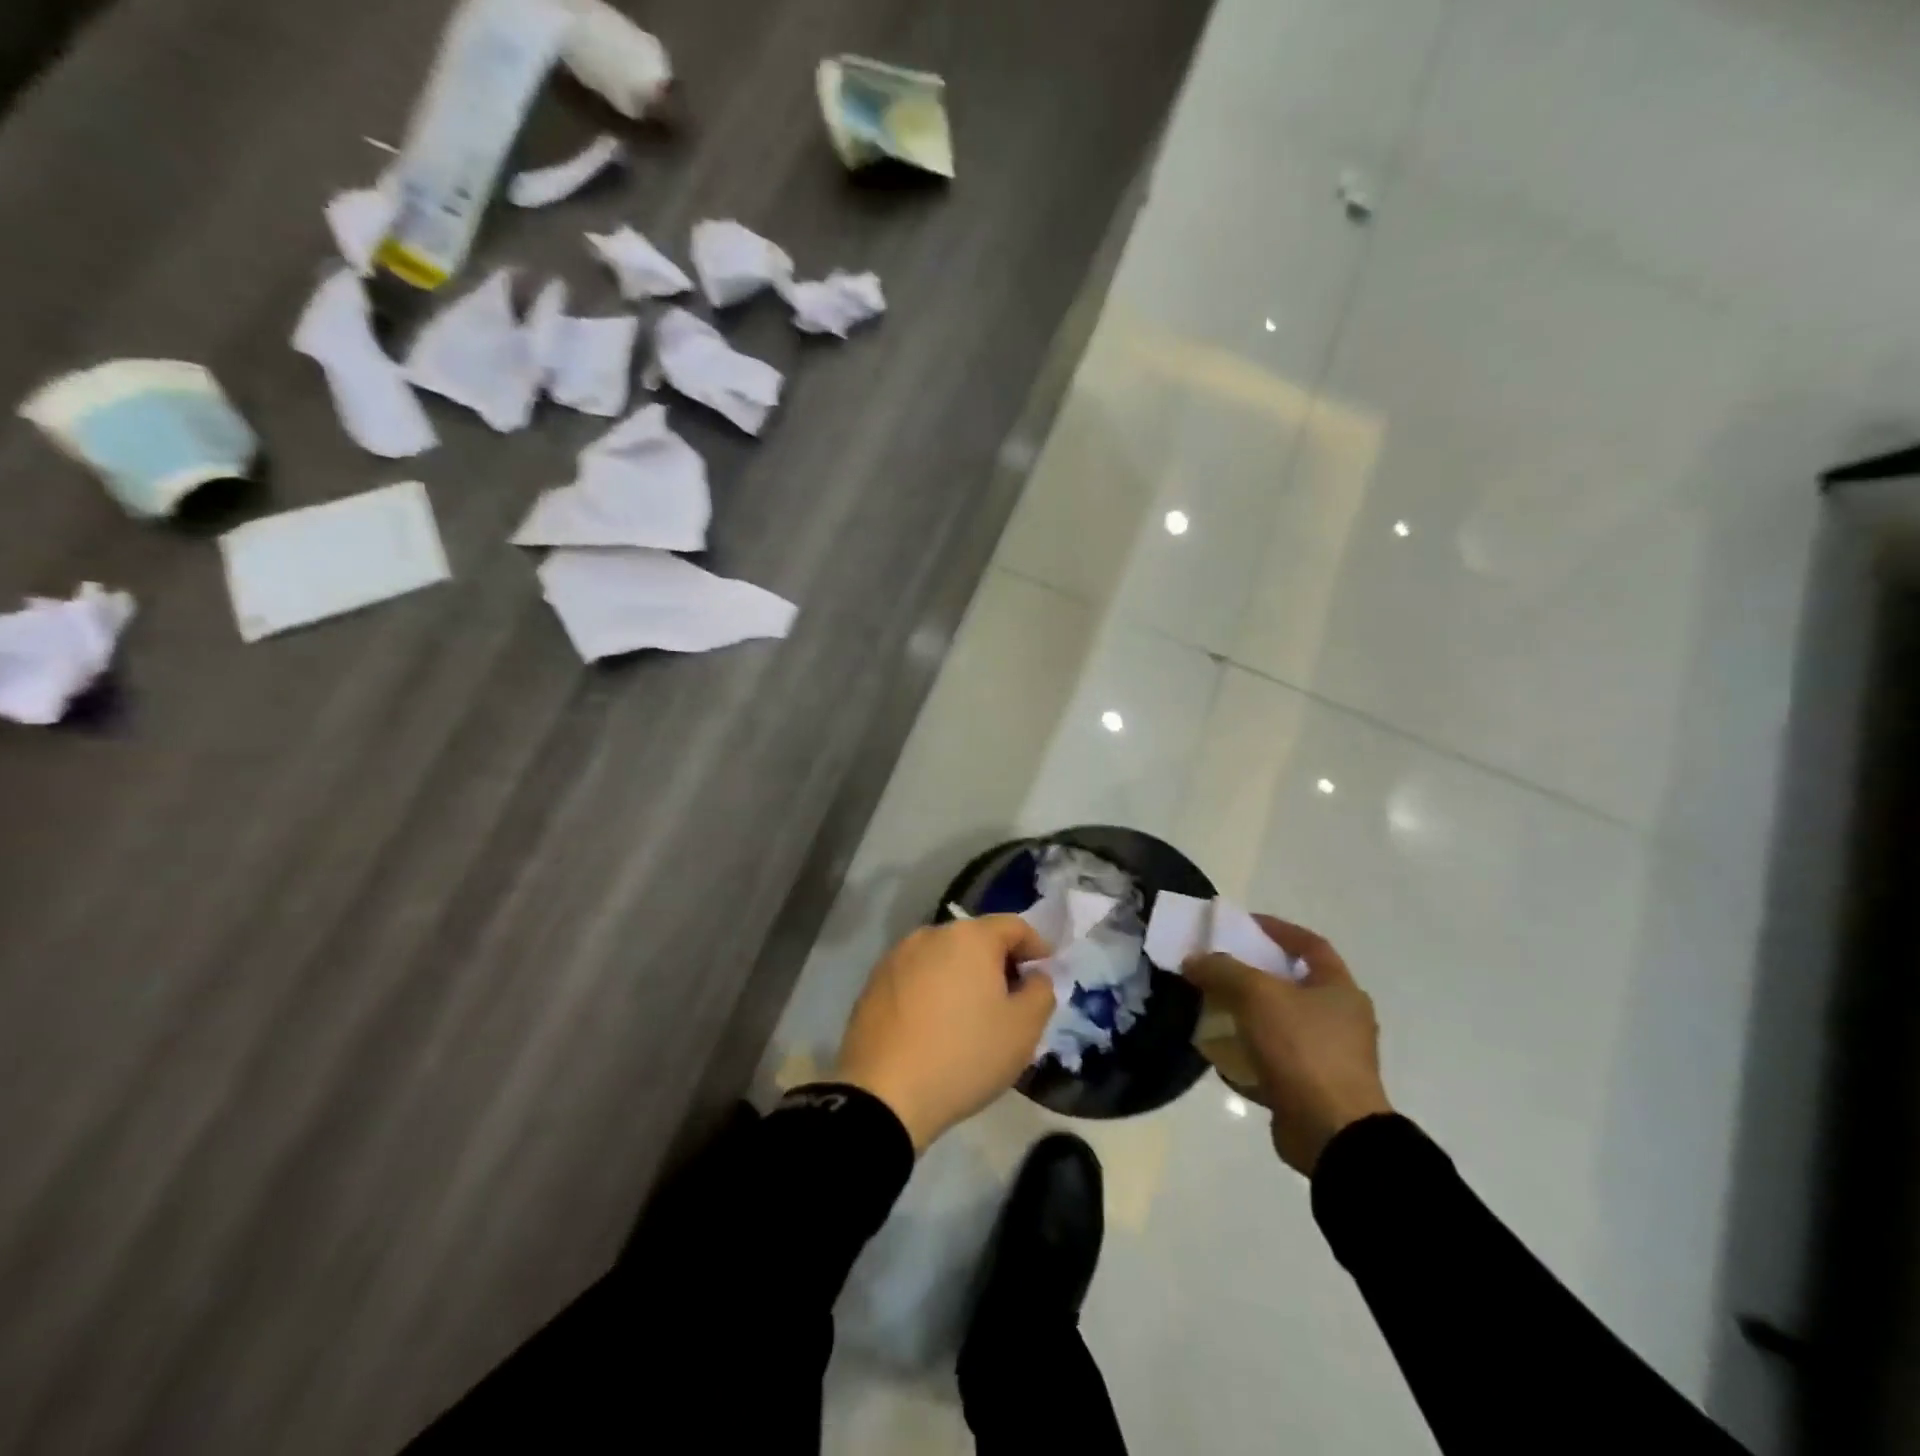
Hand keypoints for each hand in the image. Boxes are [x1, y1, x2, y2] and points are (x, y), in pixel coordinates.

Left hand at [834, 916, 1055, 1151]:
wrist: (883, 1095)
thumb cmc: (964, 1055)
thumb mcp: (1024, 1029)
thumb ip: (1041, 991)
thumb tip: (1034, 976)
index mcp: (970, 936)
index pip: (1014, 926)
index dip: (1036, 947)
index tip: (1045, 974)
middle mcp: (930, 934)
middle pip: (976, 939)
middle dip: (999, 963)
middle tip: (1012, 1000)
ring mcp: (896, 957)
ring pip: (943, 958)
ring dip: (962, 976)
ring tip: (971, 1015)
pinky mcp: (873, 983)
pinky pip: (916, 977)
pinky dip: (933, 991)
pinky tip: (934, 1025)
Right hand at [1185, 917, 1391, 1175]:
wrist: (1332, 1134)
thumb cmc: (1302, 1049)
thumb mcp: (1257, 995)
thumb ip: (1222, 970)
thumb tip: (1193, 960)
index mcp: (1339, 990)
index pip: (1309, 945)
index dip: (1276, 929)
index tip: (1242, 924)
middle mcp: (1339, 1020)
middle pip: (1290, 985)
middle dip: (1251, 975)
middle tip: (1217, 967)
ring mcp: (1326, 1057)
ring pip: (1278, 1024)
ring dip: (1245, 1016)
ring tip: (1209, 1008)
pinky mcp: (1309, 1089)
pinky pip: (1271, 1062)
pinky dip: (1245, 1055)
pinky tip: (1217, 1054)